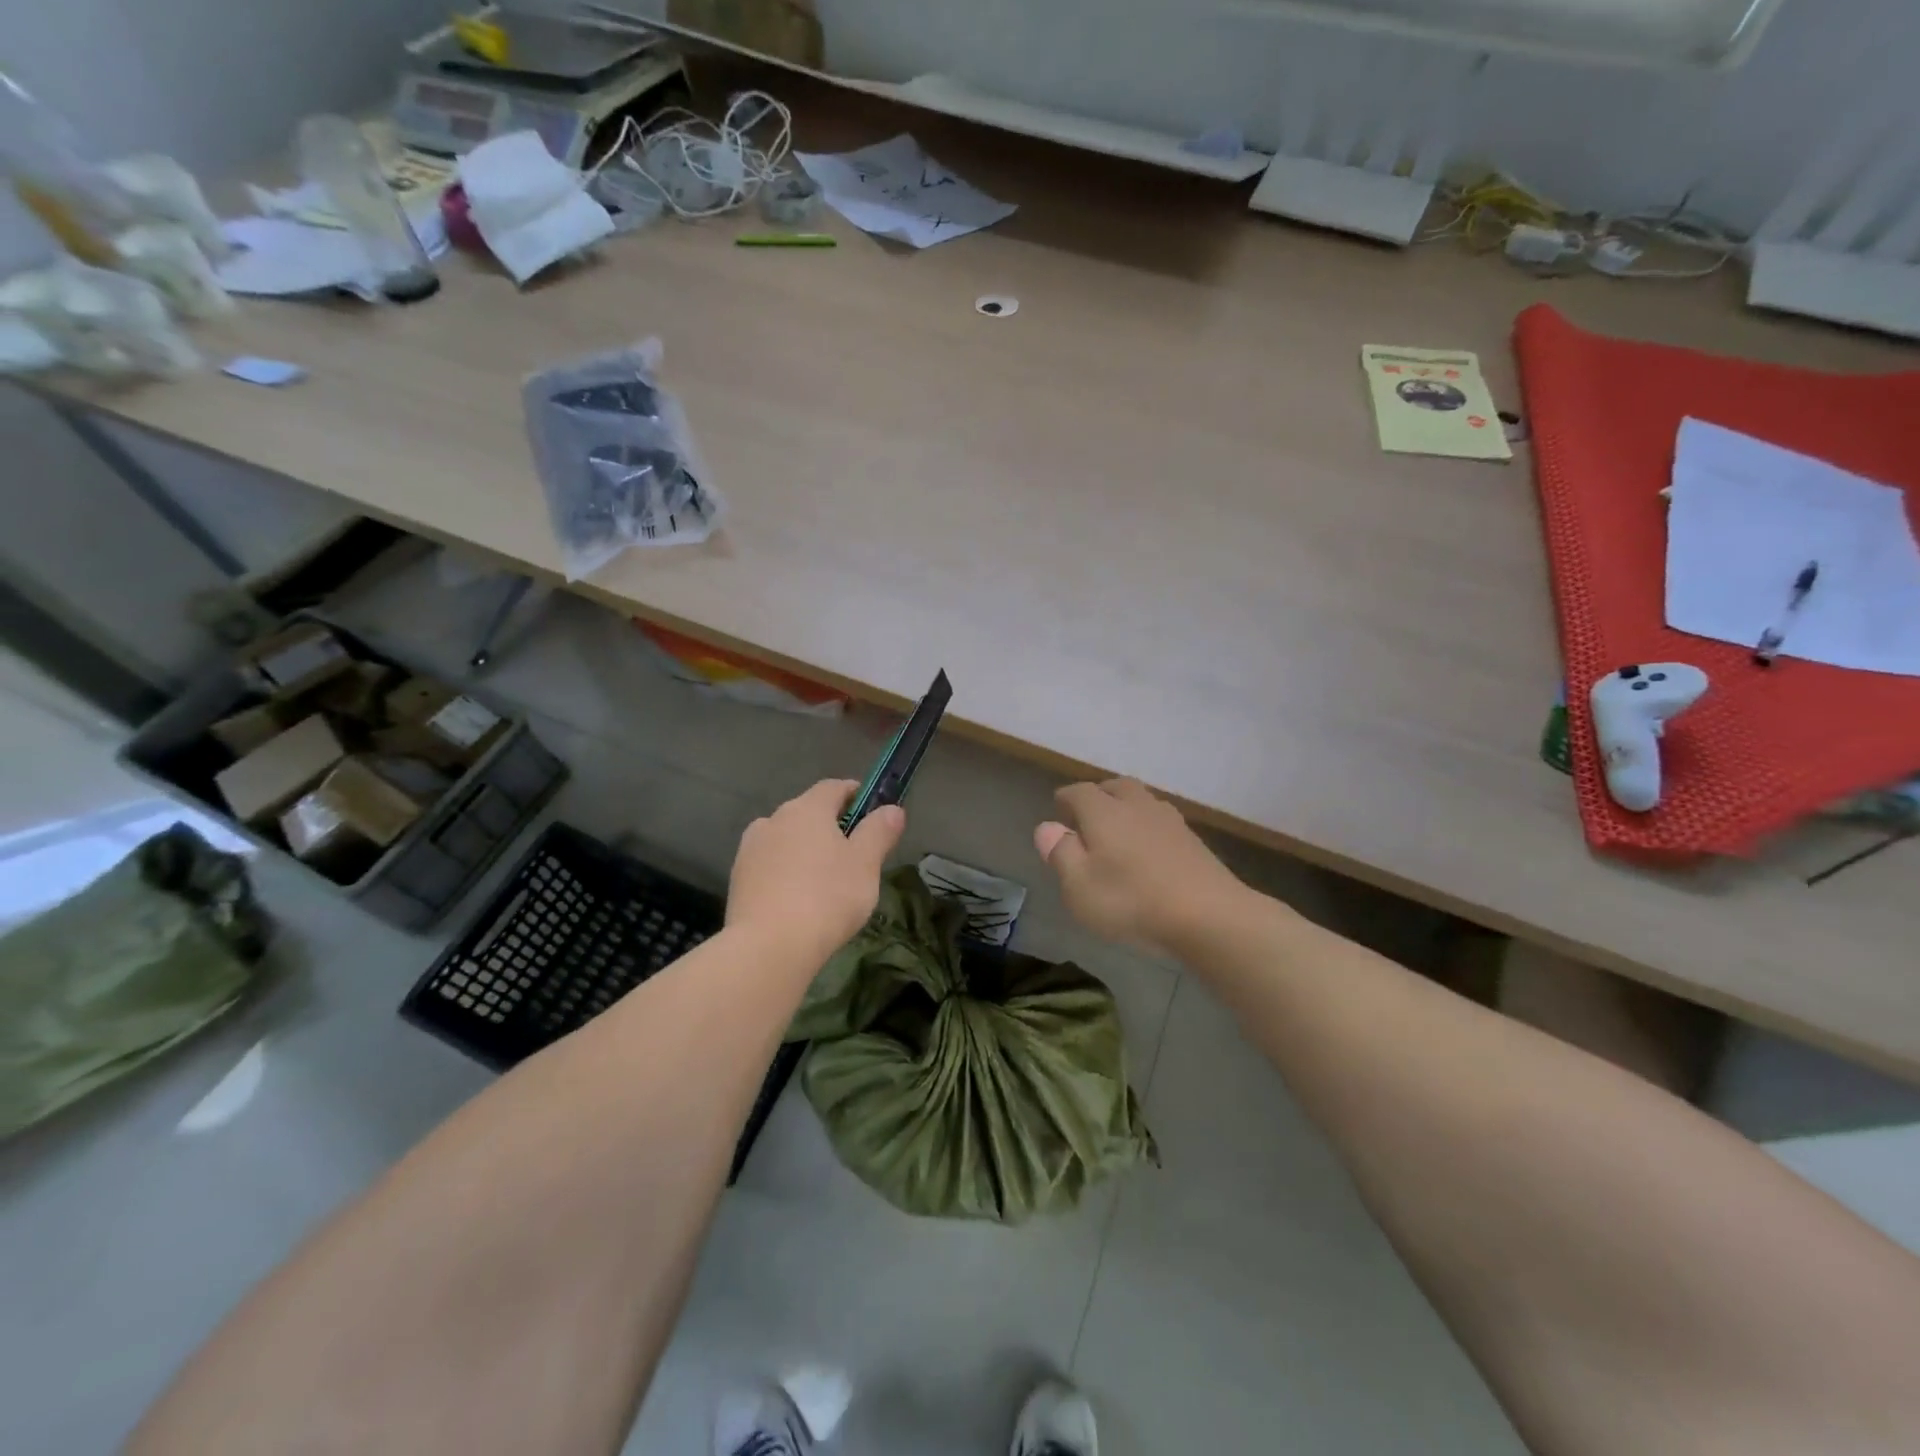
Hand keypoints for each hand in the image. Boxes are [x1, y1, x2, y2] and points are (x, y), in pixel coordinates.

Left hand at [727, 779, 904, 963]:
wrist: (768, 946)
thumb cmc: (827, 897)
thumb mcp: (866, 864)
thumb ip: (879, 831)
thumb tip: (892, 809)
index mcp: (807, 809)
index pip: (833, 787)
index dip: (854, 794)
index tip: (871, 811)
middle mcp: (774, 819)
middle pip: (807, 812)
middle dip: (829, 826)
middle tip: (852, 853)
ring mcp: (750, 849)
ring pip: (785, 839)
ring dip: (804, 849)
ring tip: (822, 880)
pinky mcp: (738, 878)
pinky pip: (769, 865)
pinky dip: (785, 872)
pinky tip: (797, 899)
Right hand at [1035, 778, 1244, 952]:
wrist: (1208, 915)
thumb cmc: (1131, 900)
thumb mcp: (1080, 886)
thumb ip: (1061, 853)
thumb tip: (1046, 827)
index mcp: (1104, 812)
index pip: (1079, 792)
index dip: (1066, 799)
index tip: (1058, 809)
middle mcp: (1137, 806)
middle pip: (1115, 787)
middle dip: (1099, 795)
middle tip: (1087, 814)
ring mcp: (1170, 821)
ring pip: (1142, 801)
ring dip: (1126, 808)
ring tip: (1117, 829)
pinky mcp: (1193, 841)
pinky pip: (1161, 821)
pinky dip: (1147, 827)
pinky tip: (1147, 849)